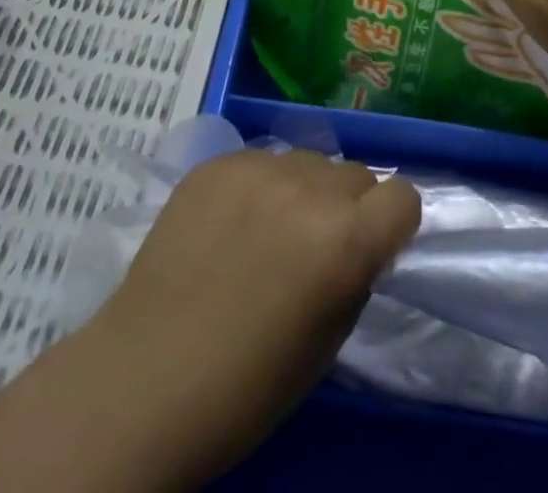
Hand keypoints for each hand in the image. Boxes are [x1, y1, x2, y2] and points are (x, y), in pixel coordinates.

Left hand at [100, 150, 421, 474]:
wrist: (145, 380)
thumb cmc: (247, 385)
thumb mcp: (328, 340)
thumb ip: (355, 272)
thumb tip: (360, 240)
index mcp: (344, 239)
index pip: (403, 195)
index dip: (392, 223)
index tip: (372, 247)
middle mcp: (308, 188)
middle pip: (355, 174)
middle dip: (347, 207)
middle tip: (313, 247)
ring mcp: (257, 168)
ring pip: (307, 161)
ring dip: (303, 190)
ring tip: (267, 233)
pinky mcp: (216, 163)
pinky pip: (259, 161)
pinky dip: (257, 186)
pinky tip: (228, 225)